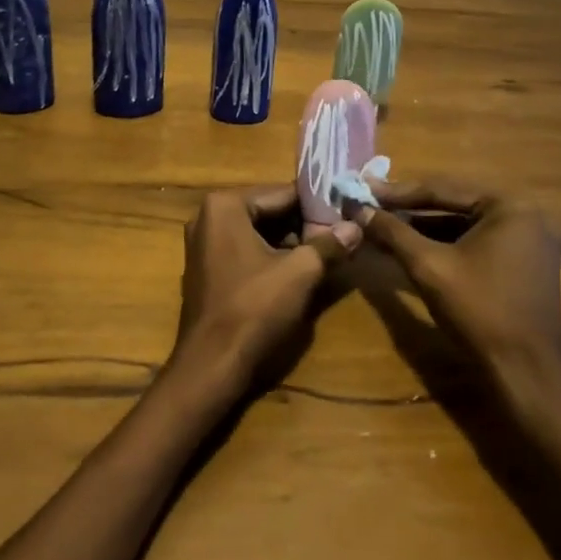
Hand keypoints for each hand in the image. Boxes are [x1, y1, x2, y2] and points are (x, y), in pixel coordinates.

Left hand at [174, 186, 360, 394]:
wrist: (211, 365)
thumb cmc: (253, 309)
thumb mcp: (300, 273)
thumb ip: (328, 245)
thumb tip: (356, 227)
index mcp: (224, 205)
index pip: (282, 193)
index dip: (318, 204)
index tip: (347, 212)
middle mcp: (208, 216)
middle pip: (269, 211)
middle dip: (304, 224)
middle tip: (341, 234)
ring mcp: (203, 243)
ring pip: (258, 232)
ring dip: (290, 242)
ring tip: (327, 252)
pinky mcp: (207, 269)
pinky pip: (245, 250)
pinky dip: (271, 256)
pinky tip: (299, 271)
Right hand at [357, 180, 560, 397]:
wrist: (524, 374)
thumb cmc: (479, 311)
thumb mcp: (428, 266)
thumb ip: (393, 232)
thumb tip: (358, 208)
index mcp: (510, 205)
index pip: (443, 189)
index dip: (398, 192)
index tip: (362, 190)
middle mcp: (525, 213)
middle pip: (454, 203)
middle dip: (409, 209)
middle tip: (370, 204)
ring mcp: (527, 238)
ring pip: (463, 223)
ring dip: (423, 226)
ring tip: (382, 224)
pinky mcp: (523, 261)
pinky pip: (476, 241)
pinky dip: (444, 243)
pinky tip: (410, 245)